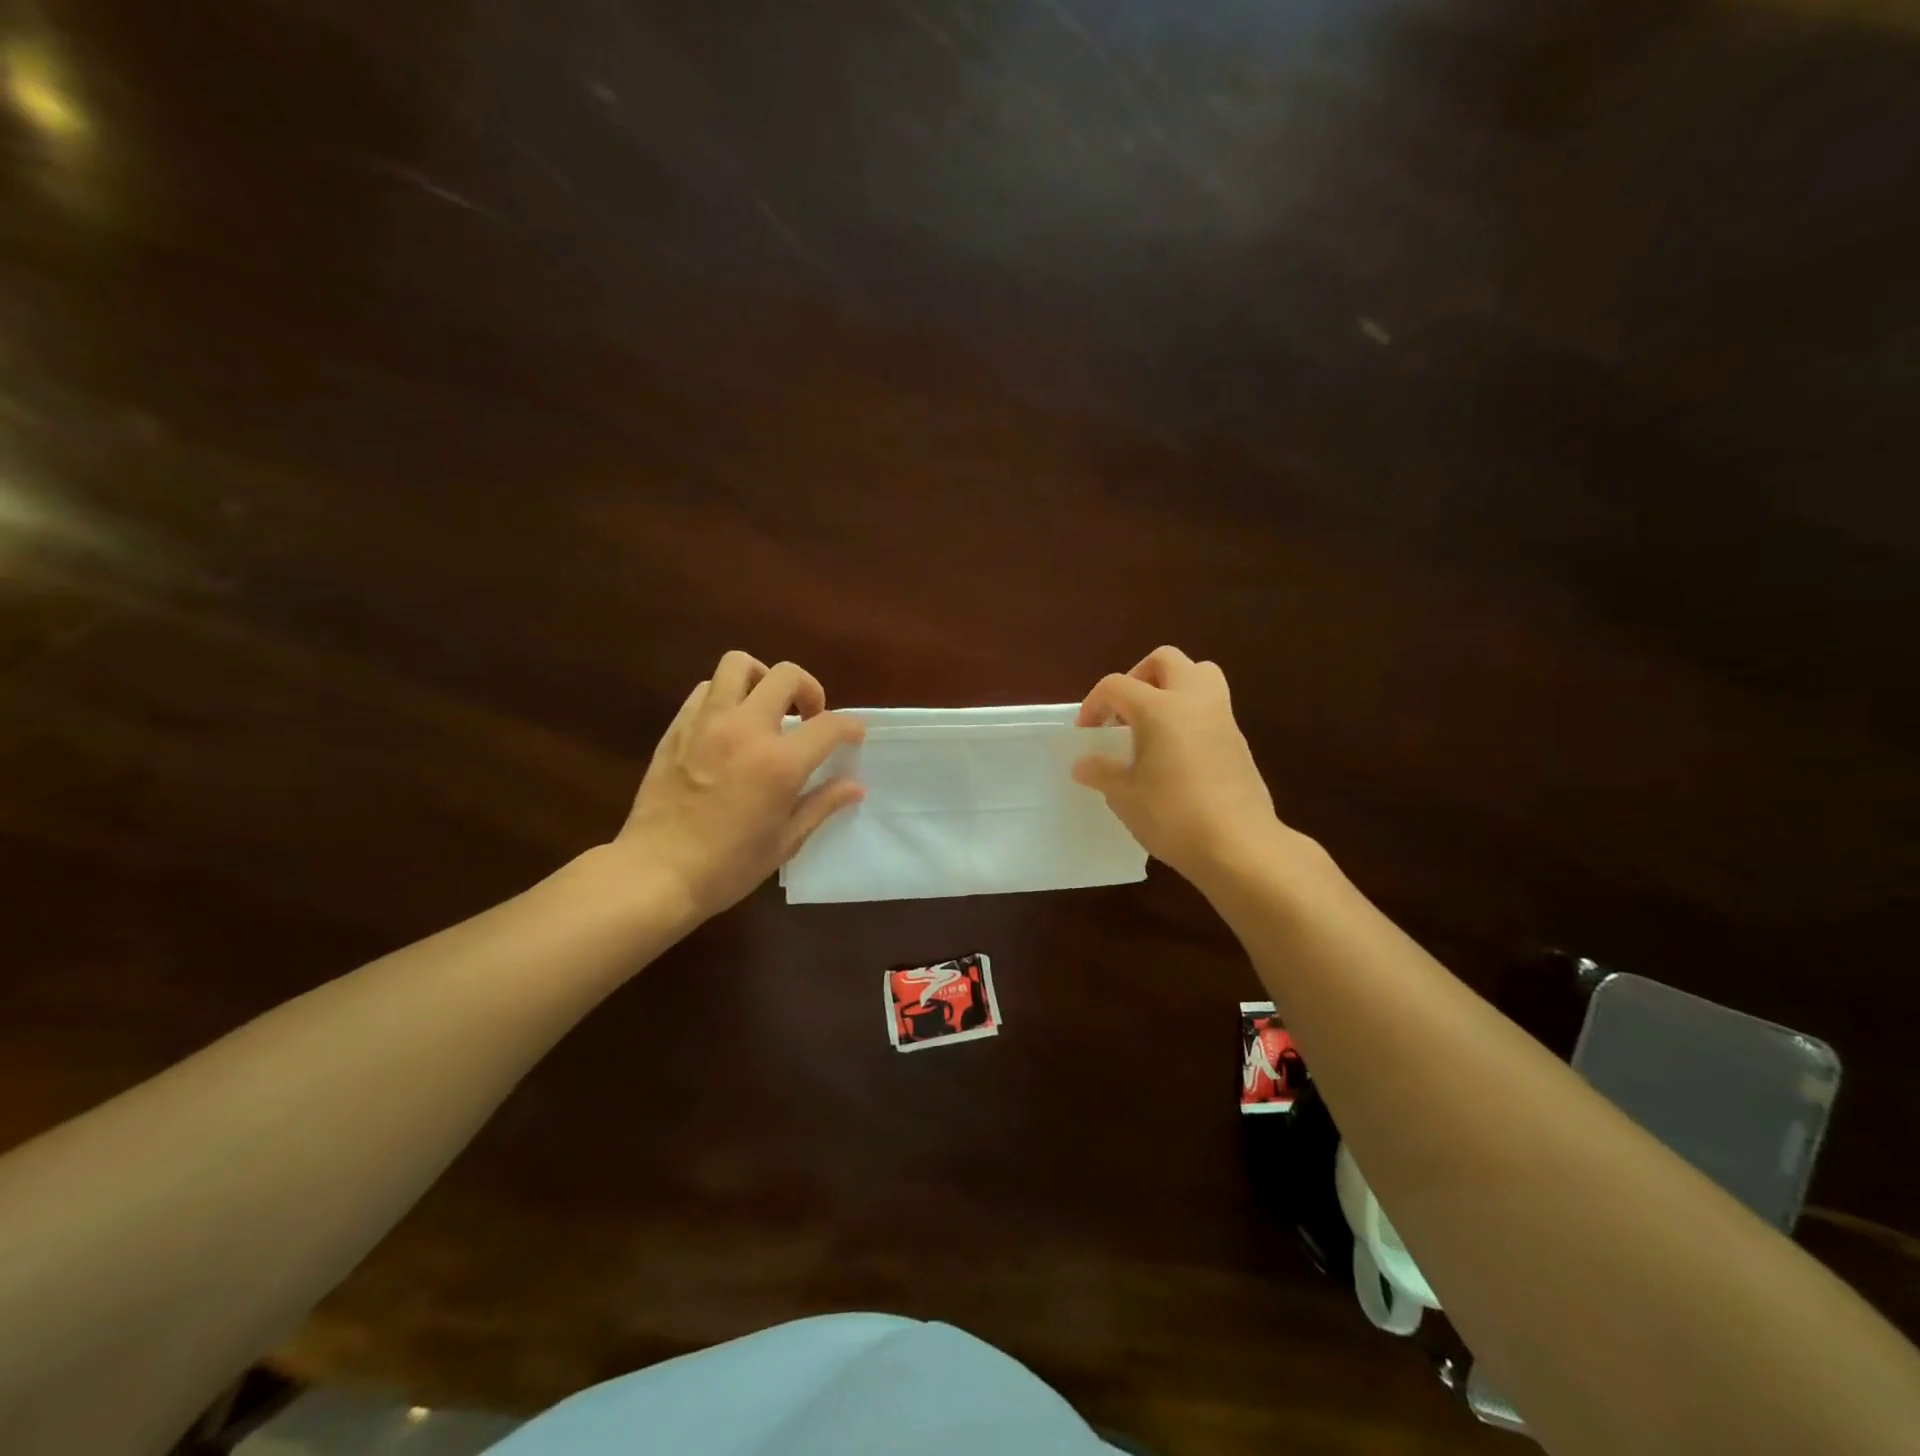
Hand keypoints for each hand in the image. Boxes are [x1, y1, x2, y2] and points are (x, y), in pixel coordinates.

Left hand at [616, 651, 864, 919]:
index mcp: (779, 762)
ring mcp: (706, 723)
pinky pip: (706, 690)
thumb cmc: (728, 866)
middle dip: (808, 689)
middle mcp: (745, 729)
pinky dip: (726, 696)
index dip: (850, 727)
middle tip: (808, 717)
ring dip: (761, 679)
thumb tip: (854, 786)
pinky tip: (729, 725)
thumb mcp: (785, 841)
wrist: (656, 873)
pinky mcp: (677, 728)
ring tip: (765, 707)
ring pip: (738, 665)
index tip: (853, 736)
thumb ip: (822, 804)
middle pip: (785, 675)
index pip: (829, 725)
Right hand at [1072, 646, 1280, 883]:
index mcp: (1159, 708)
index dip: (1094, 704)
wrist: (1238, 845)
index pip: (1116, 685)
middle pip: (1166, 660)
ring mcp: (1222, 717)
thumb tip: (1083, 764)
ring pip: (1200, 674)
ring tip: (1153, 723)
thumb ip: (1101, 772)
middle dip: (1138, 677)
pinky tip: (1176, 752)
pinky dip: (1190, 714)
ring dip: (1172, 687)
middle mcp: (1193, 700)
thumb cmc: (1172, 815)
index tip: (1087, 733)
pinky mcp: (1238, 740)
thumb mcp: (1124, 795)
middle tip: (1124, 711)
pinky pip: (1212, 706)